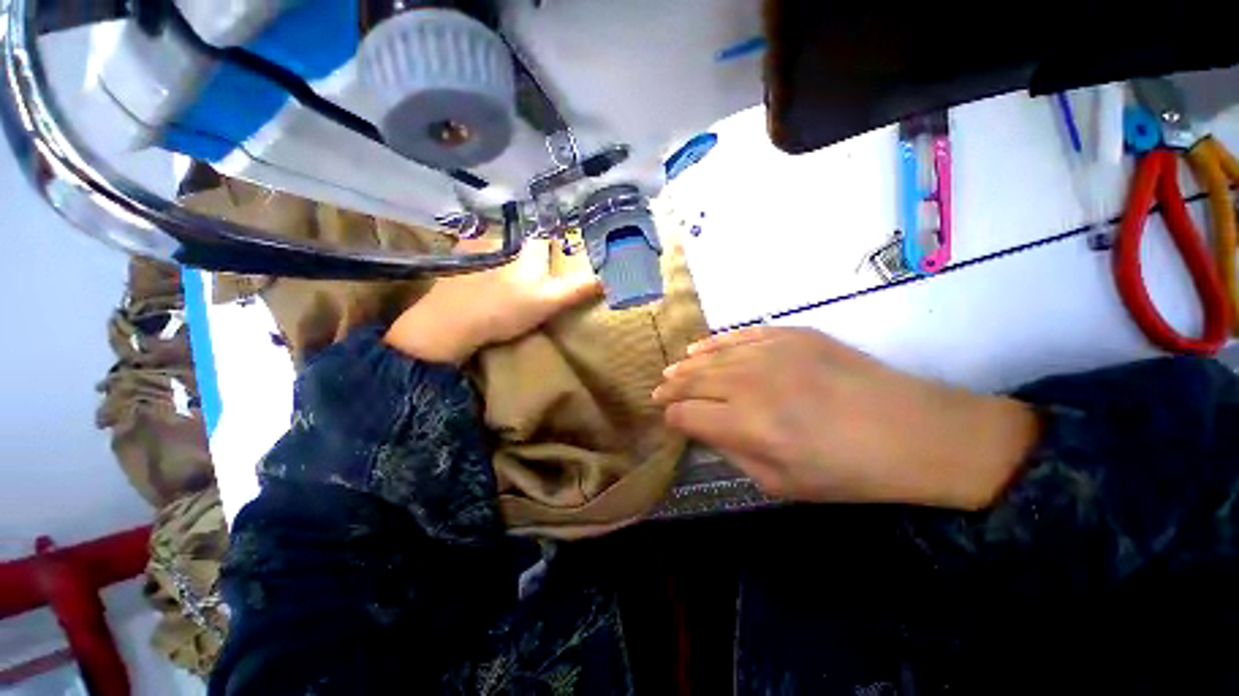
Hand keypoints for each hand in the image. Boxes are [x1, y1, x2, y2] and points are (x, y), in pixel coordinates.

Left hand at [385, 238, 601, 364]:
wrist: (450, 322)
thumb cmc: (505, 311)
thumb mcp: (549, 302)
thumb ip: (577, 289)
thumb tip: (607, 279)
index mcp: (529, 247)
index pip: (551, 234)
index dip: (559, 243)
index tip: (564, 253)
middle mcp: (506, 237)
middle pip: (528, 237)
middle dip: (537, 247)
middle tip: (541, 266)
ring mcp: (479, 244)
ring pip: (506, 241)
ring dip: (513, 249)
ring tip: (518, 273)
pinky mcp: (460, 256)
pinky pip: (482, 248)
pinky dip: (489, 254)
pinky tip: (489, 273)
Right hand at [652, 327, 1038, 509]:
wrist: (914, 432)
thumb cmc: (847, 471)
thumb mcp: (780, 484)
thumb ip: (731, 453)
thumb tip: (702, 430)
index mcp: (747, 425)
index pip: (687, 415)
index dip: (672, 418)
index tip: (669, 420)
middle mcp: (751, 383)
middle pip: (692, 381)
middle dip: (670, 388)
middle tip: (659, 391)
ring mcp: (770, 352)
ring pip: (709, 356)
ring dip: (685, 366)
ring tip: (671, 371)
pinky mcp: (789, 335)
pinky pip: (737, 336)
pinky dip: (713, 343)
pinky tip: (698, 348)